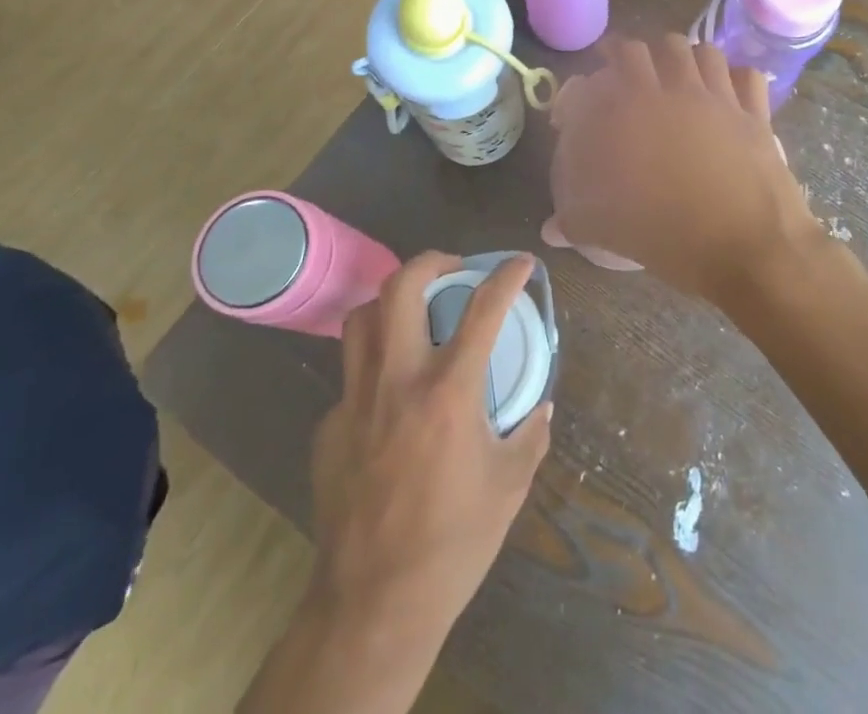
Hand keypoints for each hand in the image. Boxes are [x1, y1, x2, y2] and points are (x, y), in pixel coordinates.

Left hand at [307, 252, 551, 639]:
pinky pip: (350, 376)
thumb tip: (539, 405)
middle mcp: (397, 380)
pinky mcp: (328, 428)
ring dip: (392, 304)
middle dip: (430, 261)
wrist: (373, 606)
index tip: (521, 263)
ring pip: (362, 319)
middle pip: (400, 286)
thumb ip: (530, 434)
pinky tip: (390, 399)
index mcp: (448, 391)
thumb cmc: (454, 543)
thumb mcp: (511, 485)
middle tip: (452, 269)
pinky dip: (375, 368)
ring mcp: (354, 401)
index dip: (507, 275)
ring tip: (414, 314)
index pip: (483, 308)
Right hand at [547, 35, 816, 302]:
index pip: (595, 76)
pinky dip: (736, 76)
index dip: (583, 87)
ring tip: (676, 73)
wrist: (745, 247)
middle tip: (623, 72)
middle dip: (628, 55)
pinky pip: (747, 75)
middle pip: (646, 48)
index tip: (581, 101)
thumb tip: (551, 227)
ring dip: (683, 57)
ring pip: (699, 51)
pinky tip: (727, 89)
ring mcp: (717, 97)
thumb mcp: (604, 230)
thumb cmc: (666, 235)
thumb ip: (572, 219)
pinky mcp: (753, 113)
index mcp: (627, 110)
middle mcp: (671, 90)